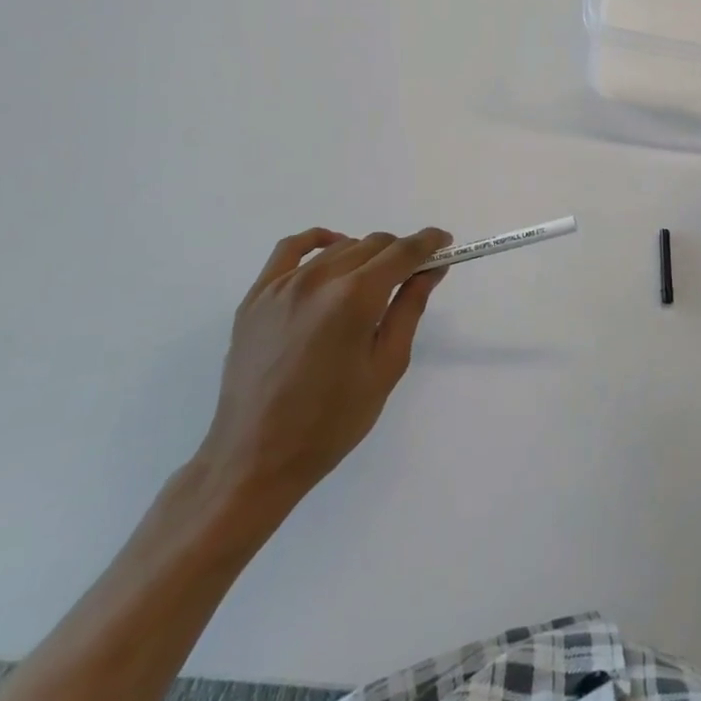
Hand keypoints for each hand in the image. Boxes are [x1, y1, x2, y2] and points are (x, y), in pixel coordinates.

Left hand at [190, 227, 450, 530]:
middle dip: (399, 253)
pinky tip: (331, 249)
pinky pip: (290, 250)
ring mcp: (282, 285)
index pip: (402, 252)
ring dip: (365, 255)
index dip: (429, 242)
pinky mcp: (256, 297)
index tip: (445, 244)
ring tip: (372, 282)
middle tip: (411, 276)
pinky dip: (317, 241)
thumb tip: (430, 270)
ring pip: (338, 247)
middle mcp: (319, 280)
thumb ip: (410, 309)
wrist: (255, 459)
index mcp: (354, 299)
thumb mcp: (386, 367)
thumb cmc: (331, 422)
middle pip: (372, 244)